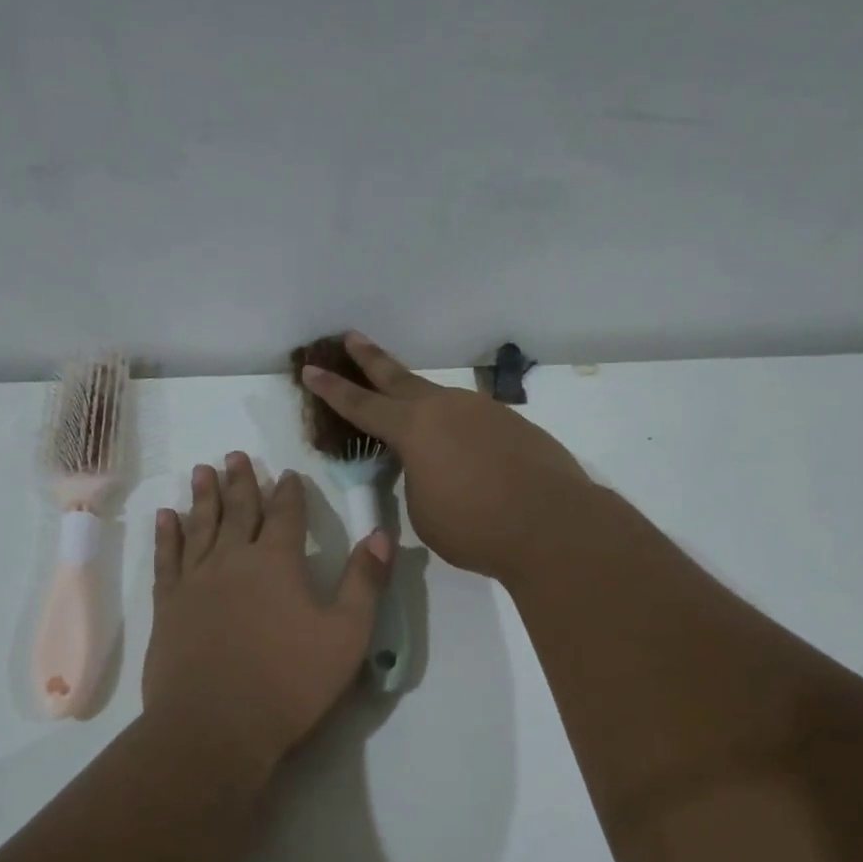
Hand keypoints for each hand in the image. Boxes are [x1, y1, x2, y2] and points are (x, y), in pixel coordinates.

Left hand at [142, 452, 392, 771]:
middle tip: (235, 455)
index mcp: (278, 563)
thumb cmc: (290, 682)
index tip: (288, 473)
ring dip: (203, 497)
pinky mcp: (168, 606)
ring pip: (200, 526)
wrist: (215, 725)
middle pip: (239, 511)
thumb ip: (364, 581)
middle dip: (241, 482)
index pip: (287, 515)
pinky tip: (166, 517)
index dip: (289, 493)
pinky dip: (167, 535)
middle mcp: (233, 560)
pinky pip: (167, 559)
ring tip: (203, 471)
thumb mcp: (346, 634)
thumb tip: (381, 534)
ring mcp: (196, 581)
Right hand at [301, 333, 593, 582]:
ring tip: (416, 424)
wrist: (552, 525)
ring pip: (442, 403)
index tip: (310, 368)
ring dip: (423, 407)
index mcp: (414, 428)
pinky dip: (461, 434)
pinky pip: (474, 423)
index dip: (332, 389)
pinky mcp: (514, 425)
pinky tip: (468, 456)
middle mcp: (446, 408)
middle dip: (371, 359)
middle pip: (399, 378)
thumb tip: (433, 467)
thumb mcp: (424, 511)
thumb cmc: (474, 525)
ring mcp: (484, 412)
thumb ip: (417, 480)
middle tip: (351, 336)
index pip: (361, 406)